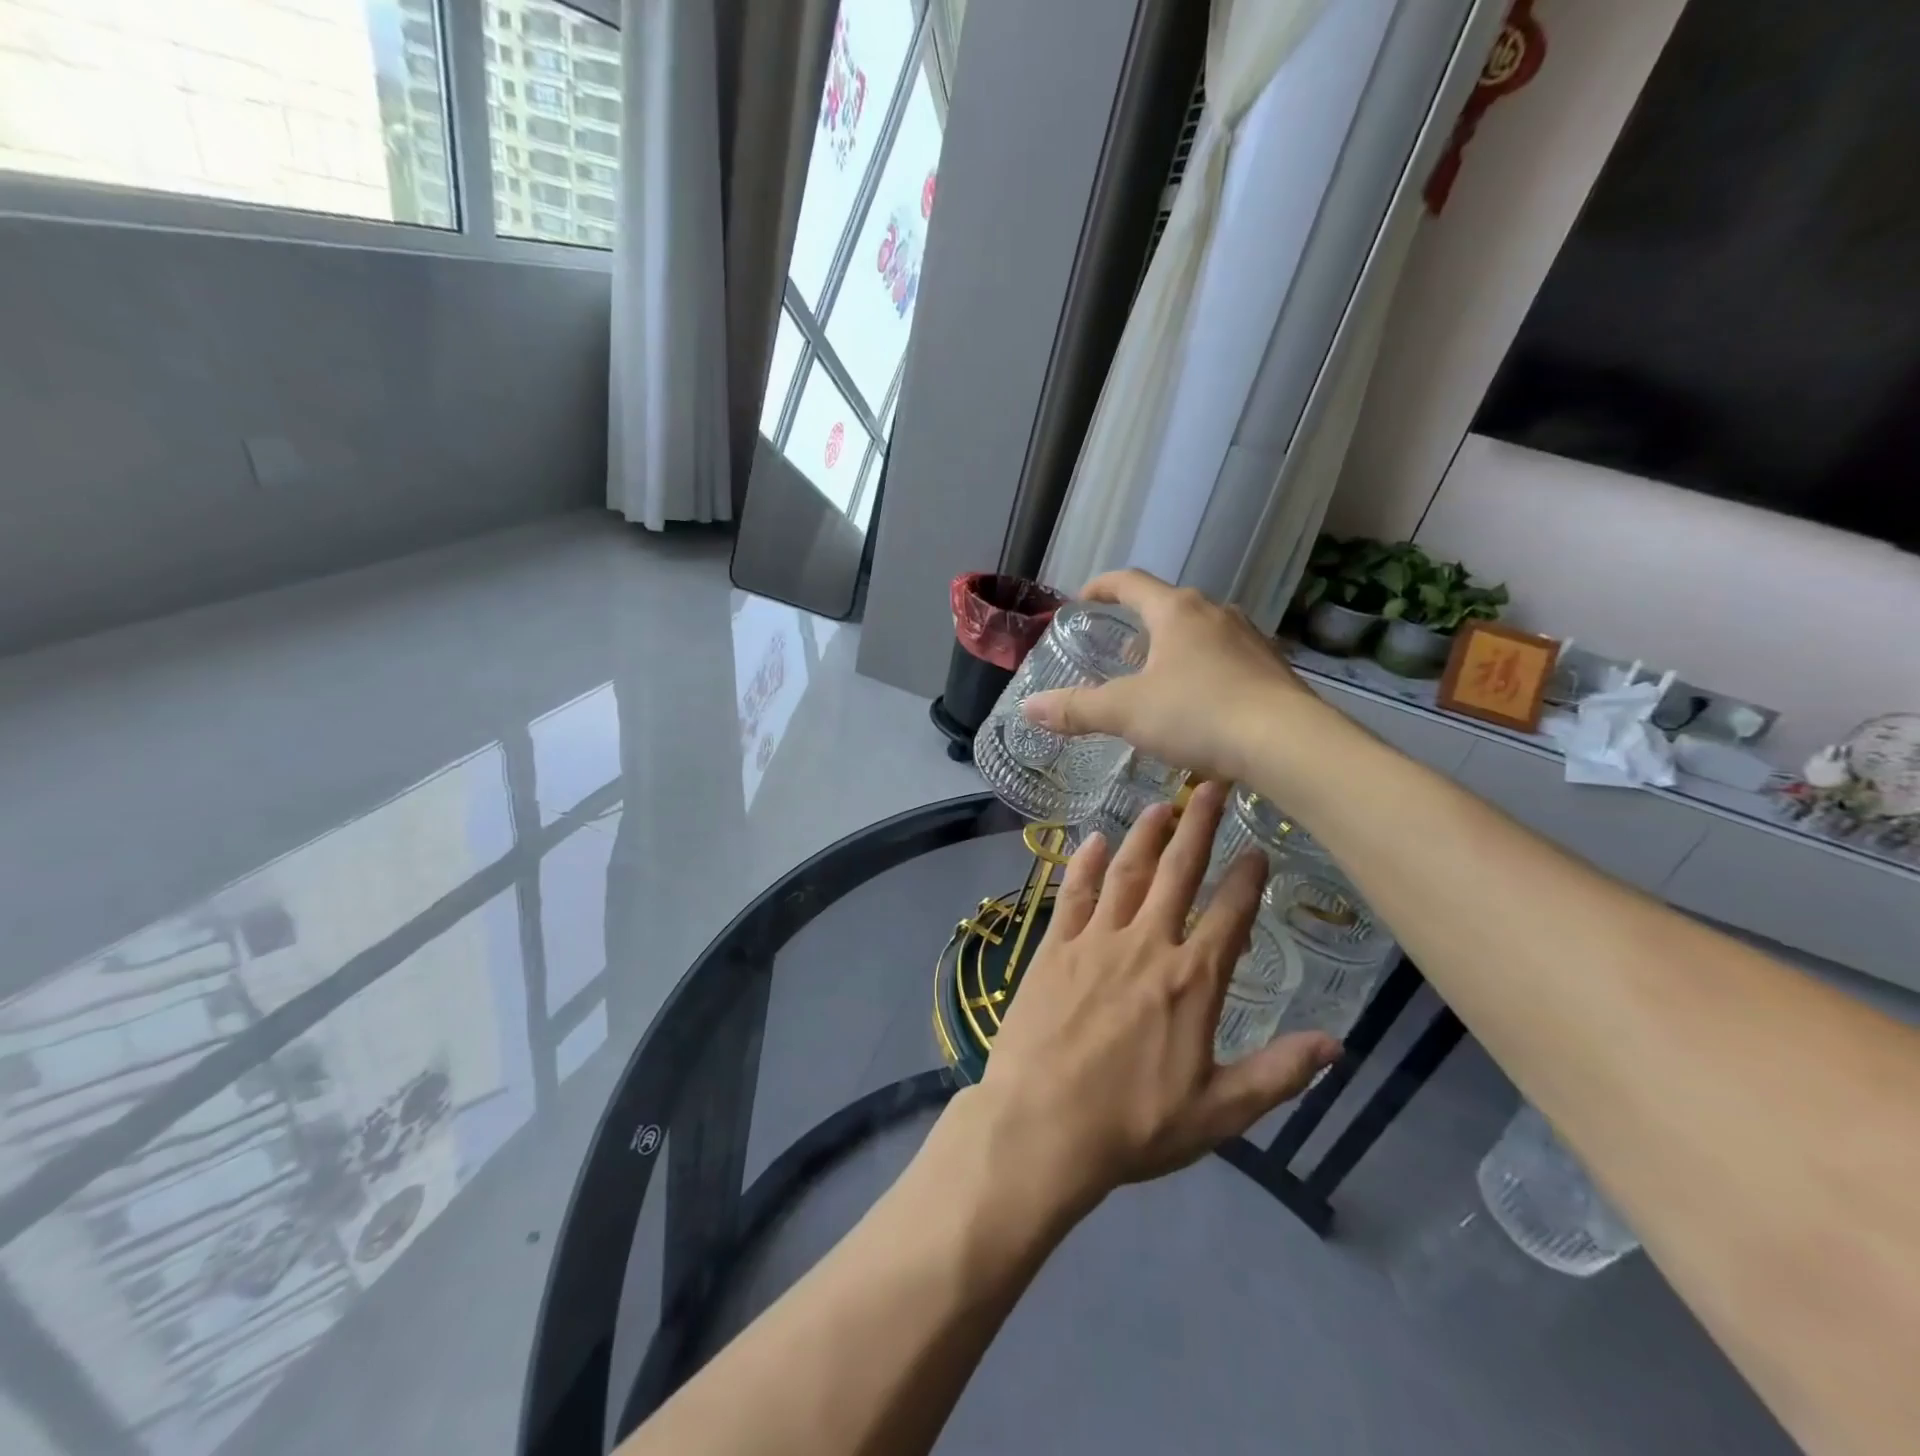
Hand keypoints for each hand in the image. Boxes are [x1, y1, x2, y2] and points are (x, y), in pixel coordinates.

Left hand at [971, 782, 1340, 1210]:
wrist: (1042, 1125)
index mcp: (1191, 982)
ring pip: (1126, 873)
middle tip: (1210, 786)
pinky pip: (1073, 894)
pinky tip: (1093, 839)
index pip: (1229, 917)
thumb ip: (1278, 1073)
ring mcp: (1094, 941)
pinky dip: (1085, 864)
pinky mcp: (1053, 947)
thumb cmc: (1134, 1125)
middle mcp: (1146, 946)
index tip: (1257, 849)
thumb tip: (1337, 1044)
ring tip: (1162, 804)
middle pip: (1177, 874)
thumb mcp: (1219, 1113)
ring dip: (1145, 836)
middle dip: (1198, 827)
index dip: (1246, 880)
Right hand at [1021, 569, 1320, 785]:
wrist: (1287, 743)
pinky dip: (1205, 671)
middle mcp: (1215, 613)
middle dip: (1140, 625)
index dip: (1101, 587)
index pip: (1131, 583)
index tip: (1082, 599)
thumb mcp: (1126, 712)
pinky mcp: (1273, 669)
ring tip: (1158, 680)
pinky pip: (1228, 659)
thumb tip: (1028, 708)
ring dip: (1175, 648)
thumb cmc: (1198, 714)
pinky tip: (1201, 705)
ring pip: (1201, 633)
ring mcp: (1250, 639)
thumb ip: (1076, 709)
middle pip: (1169, 607)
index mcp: (1176, 611)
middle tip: (1119, 653)